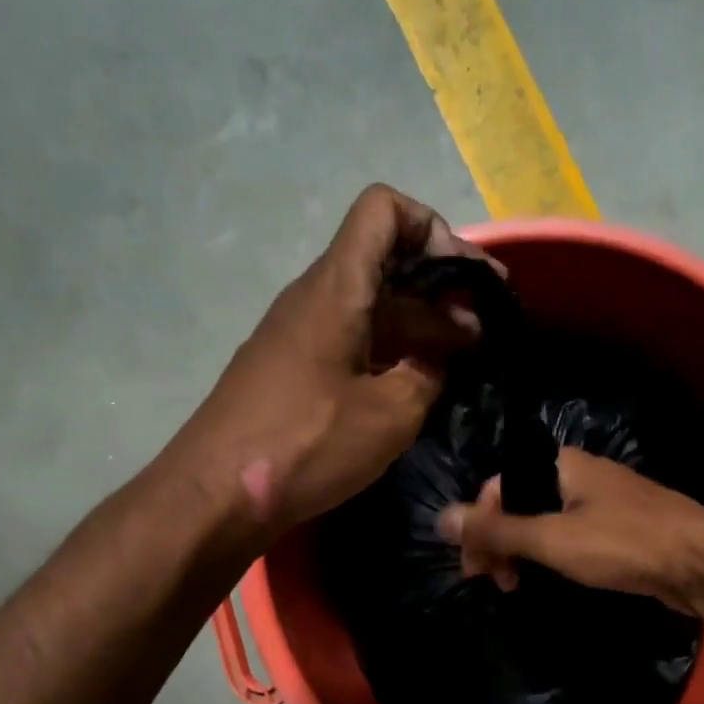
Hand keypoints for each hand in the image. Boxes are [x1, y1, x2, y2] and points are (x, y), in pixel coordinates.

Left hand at [168, 184, 500, 540]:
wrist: (217, 492)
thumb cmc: (307, 444)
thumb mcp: (390, 414)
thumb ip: (428, 375)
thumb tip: (438, 362)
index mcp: (337, 288)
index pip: (383, 210)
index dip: (433, 228)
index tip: (467, 282)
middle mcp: (315, 298)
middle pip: (385, 263)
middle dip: (441, 290)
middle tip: (485, 334)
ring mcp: (300, 335)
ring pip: (370, 307)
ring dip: (419, 327)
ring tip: (462, 363)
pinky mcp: (293, 371)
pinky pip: (351, 342)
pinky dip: (390, 353)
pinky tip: (416, 387)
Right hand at [436, 448, 703, 613]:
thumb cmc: (623, 543)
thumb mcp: (551, 539)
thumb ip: (496, 531)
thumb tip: (439, 518)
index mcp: (559, 465)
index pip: (497, 488)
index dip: (479, 526)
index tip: (475, 569)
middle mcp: (578, 474)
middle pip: (520, 504)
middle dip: (499, 542)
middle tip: (495, 582)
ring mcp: (603, 500)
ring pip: (545, 521)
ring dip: (523, 552)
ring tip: (518, 586)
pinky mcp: (620, 527)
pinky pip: (570, 534)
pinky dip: (552, 556)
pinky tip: (550, 578)